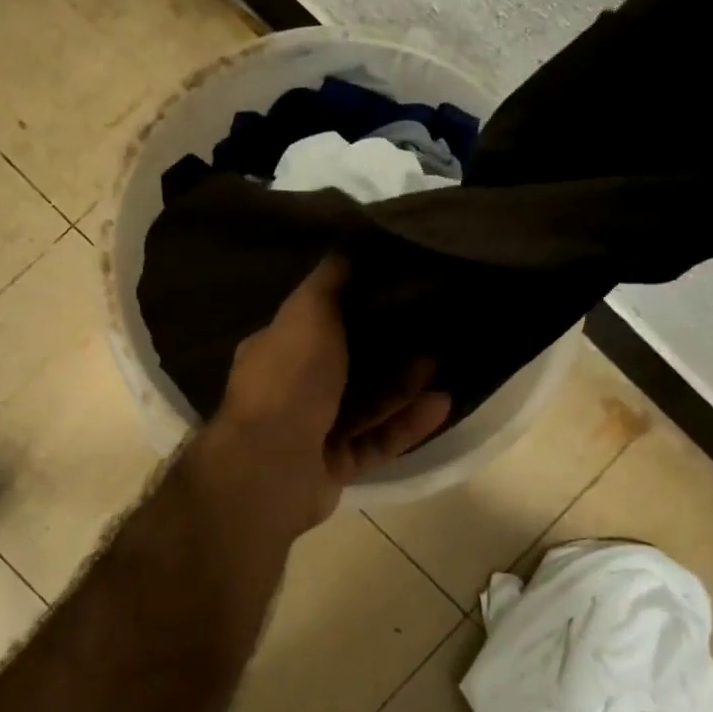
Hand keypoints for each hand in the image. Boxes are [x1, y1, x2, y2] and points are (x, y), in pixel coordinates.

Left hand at [196, 257, 451, 533]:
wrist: (272, 466)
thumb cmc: (288, 380)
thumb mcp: (306, 313)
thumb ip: (327, 282)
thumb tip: (346, 243)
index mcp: (276, 354)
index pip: (315, 325)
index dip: (352, 311)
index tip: (393, 293)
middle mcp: (291, 392)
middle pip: (346, 368)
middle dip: (386, 351)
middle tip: (427, 329)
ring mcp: (312, 433)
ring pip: (365, 407)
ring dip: (401, 387)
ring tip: (439, 364)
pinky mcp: (335, 468)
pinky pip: (376, 442)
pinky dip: (405, 424)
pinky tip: (441, 404)